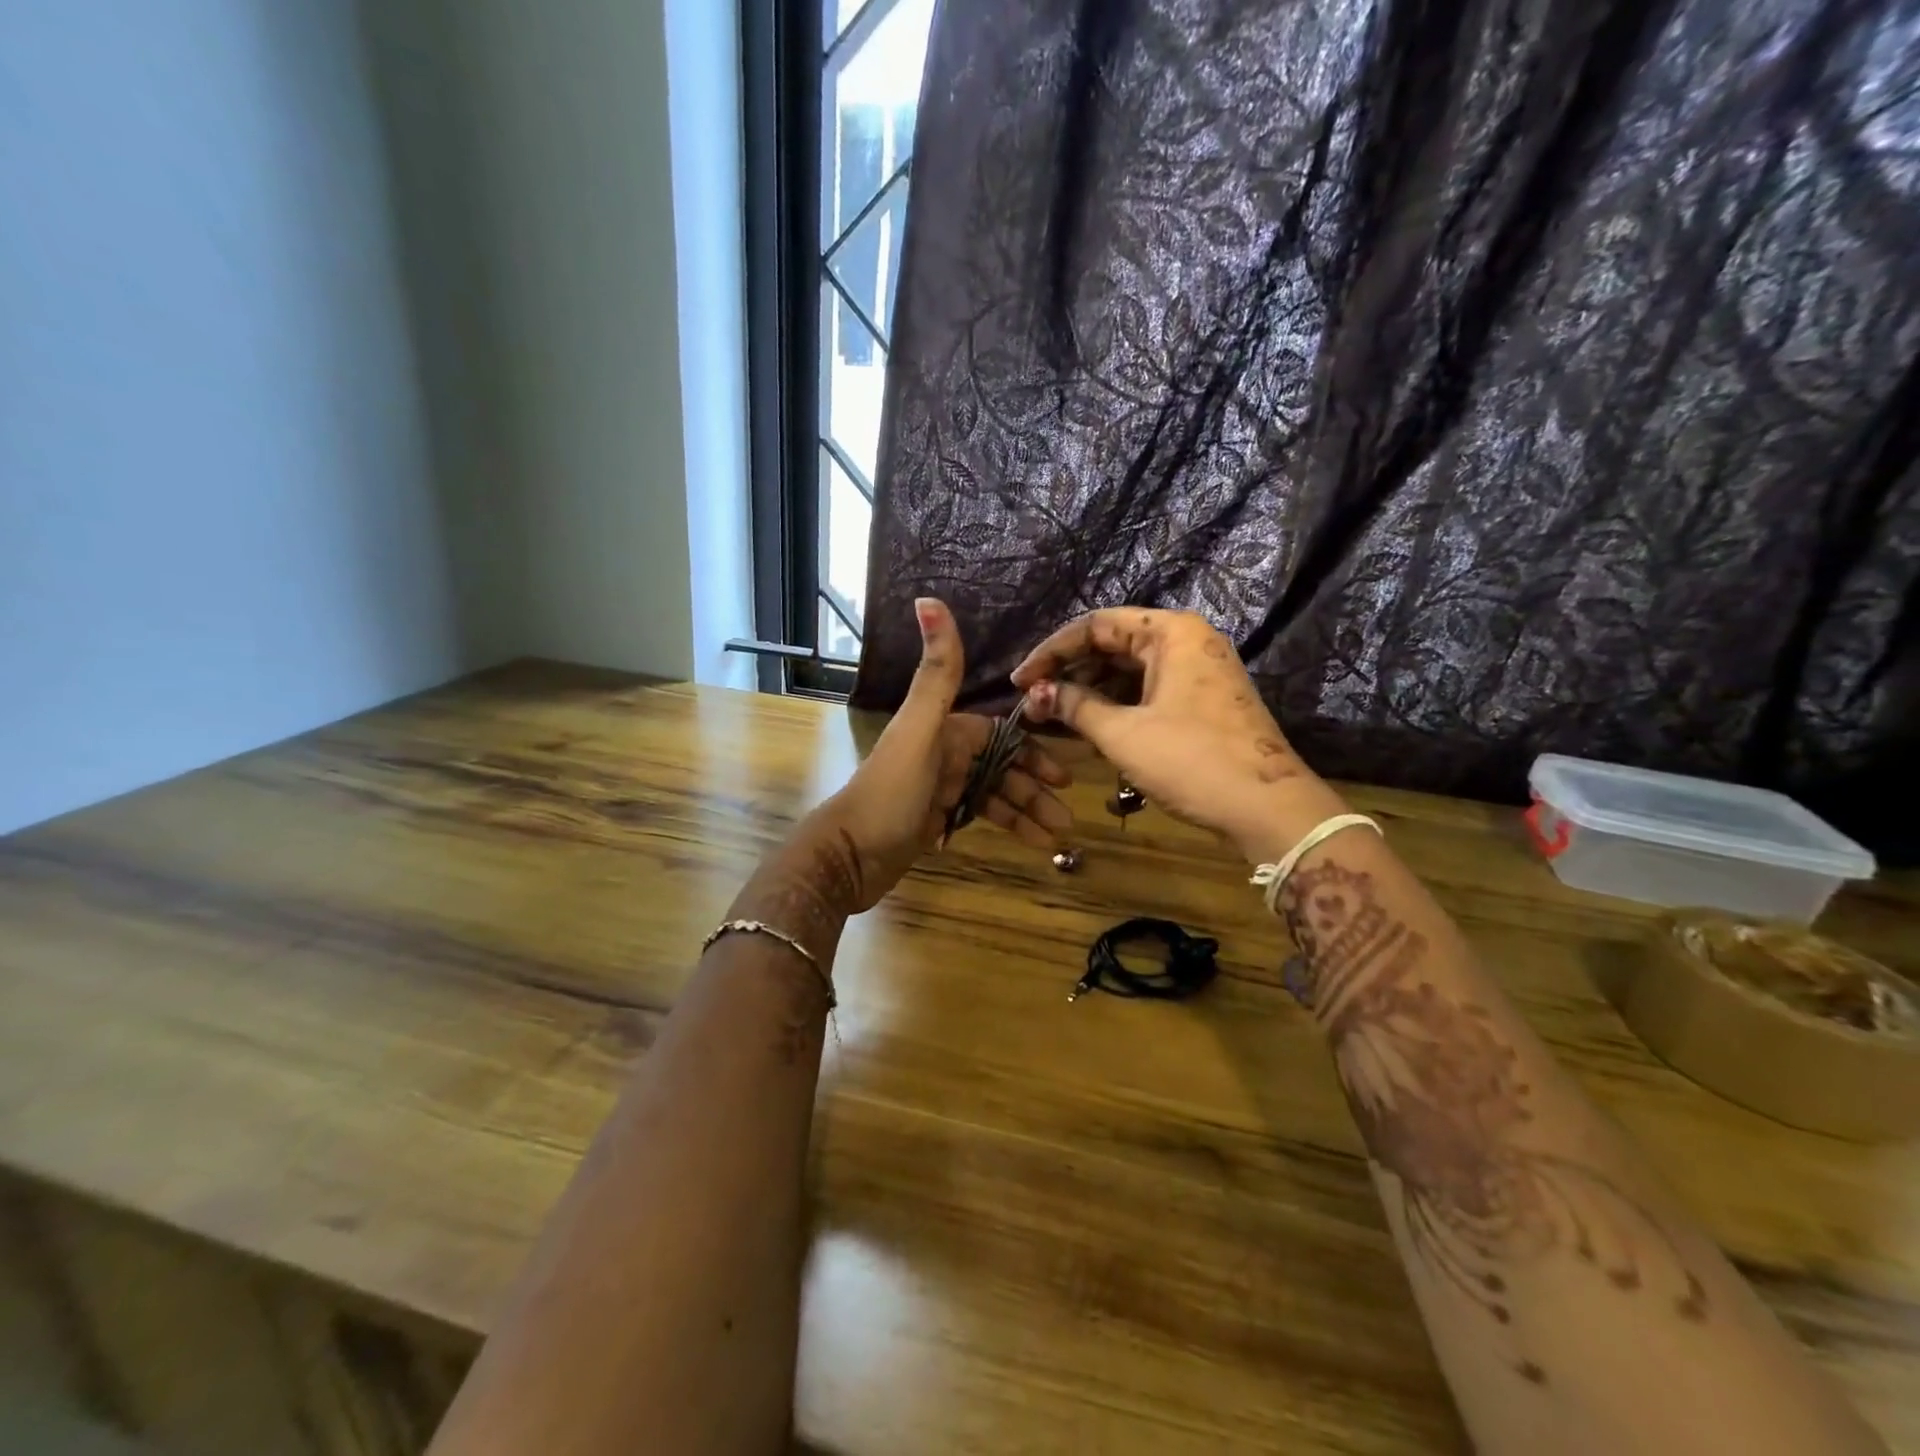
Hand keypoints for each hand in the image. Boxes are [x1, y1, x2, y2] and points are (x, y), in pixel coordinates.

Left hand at [817, 599, 1073, 910]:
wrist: (848, 856)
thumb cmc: (889, 792)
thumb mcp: (920, 730)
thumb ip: (936, 673)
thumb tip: (927, 598)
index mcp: (943, 730)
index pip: (997, 734)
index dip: (1031, 750)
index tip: (1063, 774)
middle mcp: (943, 754)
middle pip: (1001, 766)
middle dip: (1035, 787)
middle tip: (1067, 814)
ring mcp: (939, 789)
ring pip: (994, 794)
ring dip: (1026, 811)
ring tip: (1058, 834)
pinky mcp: (934, 820)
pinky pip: (979, 816)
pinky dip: (1006, 827)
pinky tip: (1032, 842)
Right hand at [1010, 607, 1344, 860]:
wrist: (1267, 808)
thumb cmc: (1191, 760)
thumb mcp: (1122, 733)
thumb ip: (1074, 706)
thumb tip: (1036, 694)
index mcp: (1171, 632)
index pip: (1095, 626)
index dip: (1051, 652)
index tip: (1021, 681)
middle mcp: (1187, 641)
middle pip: (1113, 644)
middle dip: (1070, 673)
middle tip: (1034, 702)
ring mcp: (1198, 670)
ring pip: (1130, 670)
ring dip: (1091, 691)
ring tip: (1055, 717)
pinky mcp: (1203, 699)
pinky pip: (1149, 690)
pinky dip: (1118, 705)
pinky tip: (1091, 727)